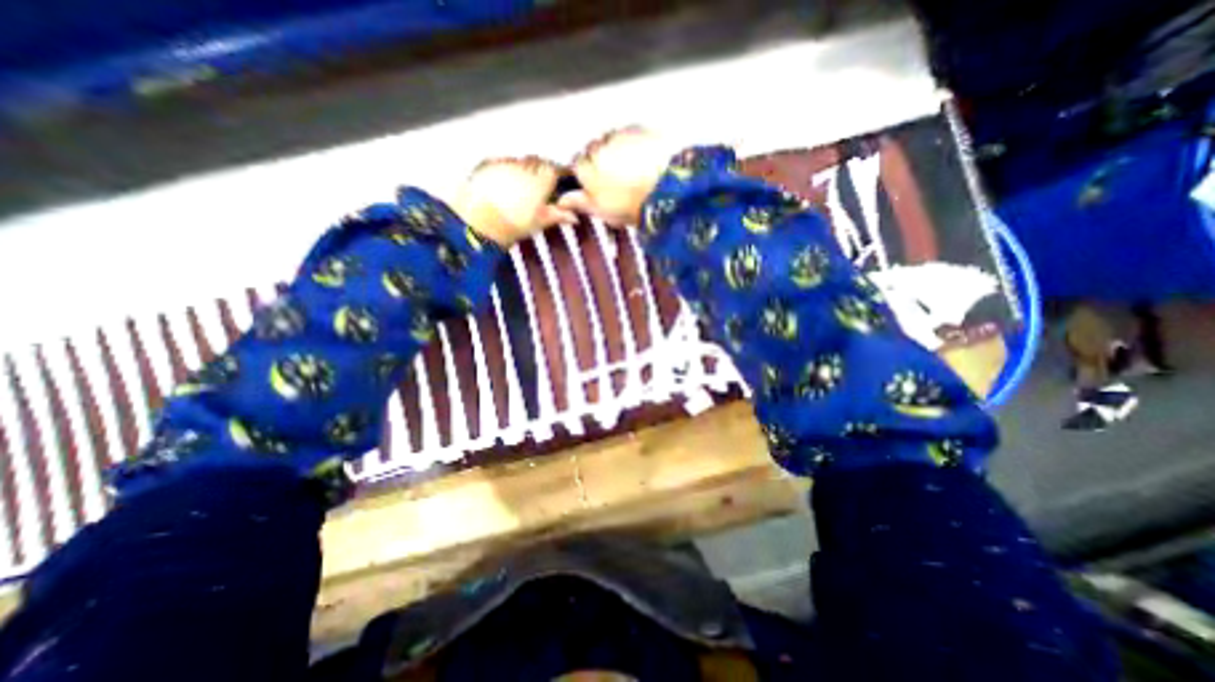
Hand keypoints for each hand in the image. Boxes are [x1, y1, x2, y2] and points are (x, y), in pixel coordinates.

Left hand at [450, 155, 576, 244]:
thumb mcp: (540, 222)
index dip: (557, 177)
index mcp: (542, 178)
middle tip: (538, 187)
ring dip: (523, 170)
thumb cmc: (514, 224)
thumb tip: (574, 217)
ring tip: (519, 188)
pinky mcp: (486, 164)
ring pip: (519, 161)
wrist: (481, 223)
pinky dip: (505, 170)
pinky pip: (501, 162)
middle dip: (540, 171)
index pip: (556, 169)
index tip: (557, 185)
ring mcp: (505, 162)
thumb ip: (558, 215)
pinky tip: (503, 185)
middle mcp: (525, 165)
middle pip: (537, 162)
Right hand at [556, 125, 678, 222]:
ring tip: (630, 166)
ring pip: (610, 138)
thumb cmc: (632, 205)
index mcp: (586, 170)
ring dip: (615, 148)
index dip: (586, 173)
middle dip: (600, 159)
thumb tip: (563, 201)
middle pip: (593, 149)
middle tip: (615, 176)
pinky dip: (633, 142)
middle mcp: (598, 149)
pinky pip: (630, 132)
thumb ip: (579, 202)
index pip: (576, 164)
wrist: (664, 192)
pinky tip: (642, 157)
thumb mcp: (601, 211)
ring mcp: (618, 137)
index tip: (595, 182)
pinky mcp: (639, 129)